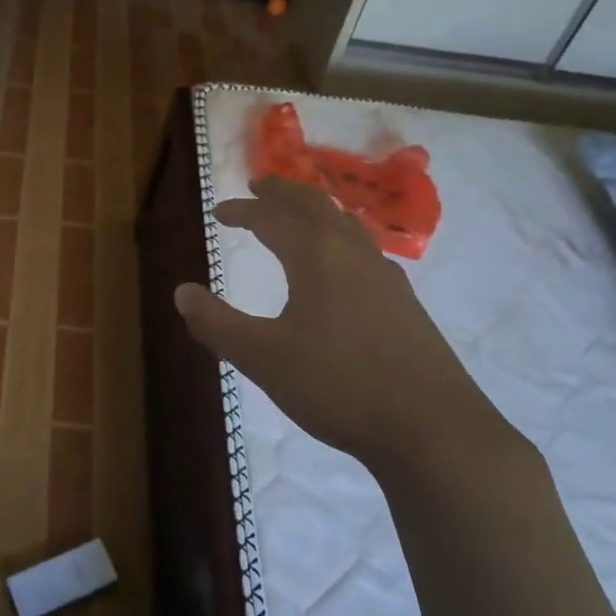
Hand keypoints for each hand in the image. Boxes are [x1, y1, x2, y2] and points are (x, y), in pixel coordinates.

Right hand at [174, 176, 522, 475]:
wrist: (433, 429)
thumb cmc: (339, 386)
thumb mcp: (264, 359)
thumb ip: (217, 324)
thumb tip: (181, 292)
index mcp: (317, 256)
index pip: (272, 218)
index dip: (242, 211)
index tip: (219, 212)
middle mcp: (353, 254)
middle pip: (315, 205)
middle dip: (284, 192)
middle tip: (260, 185)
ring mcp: (387, 276)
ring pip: (347, 224)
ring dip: (316, 211)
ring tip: (298, 216)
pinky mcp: (406, 303)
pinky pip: (365, 251)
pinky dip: (340, 238)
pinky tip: (341, 267)